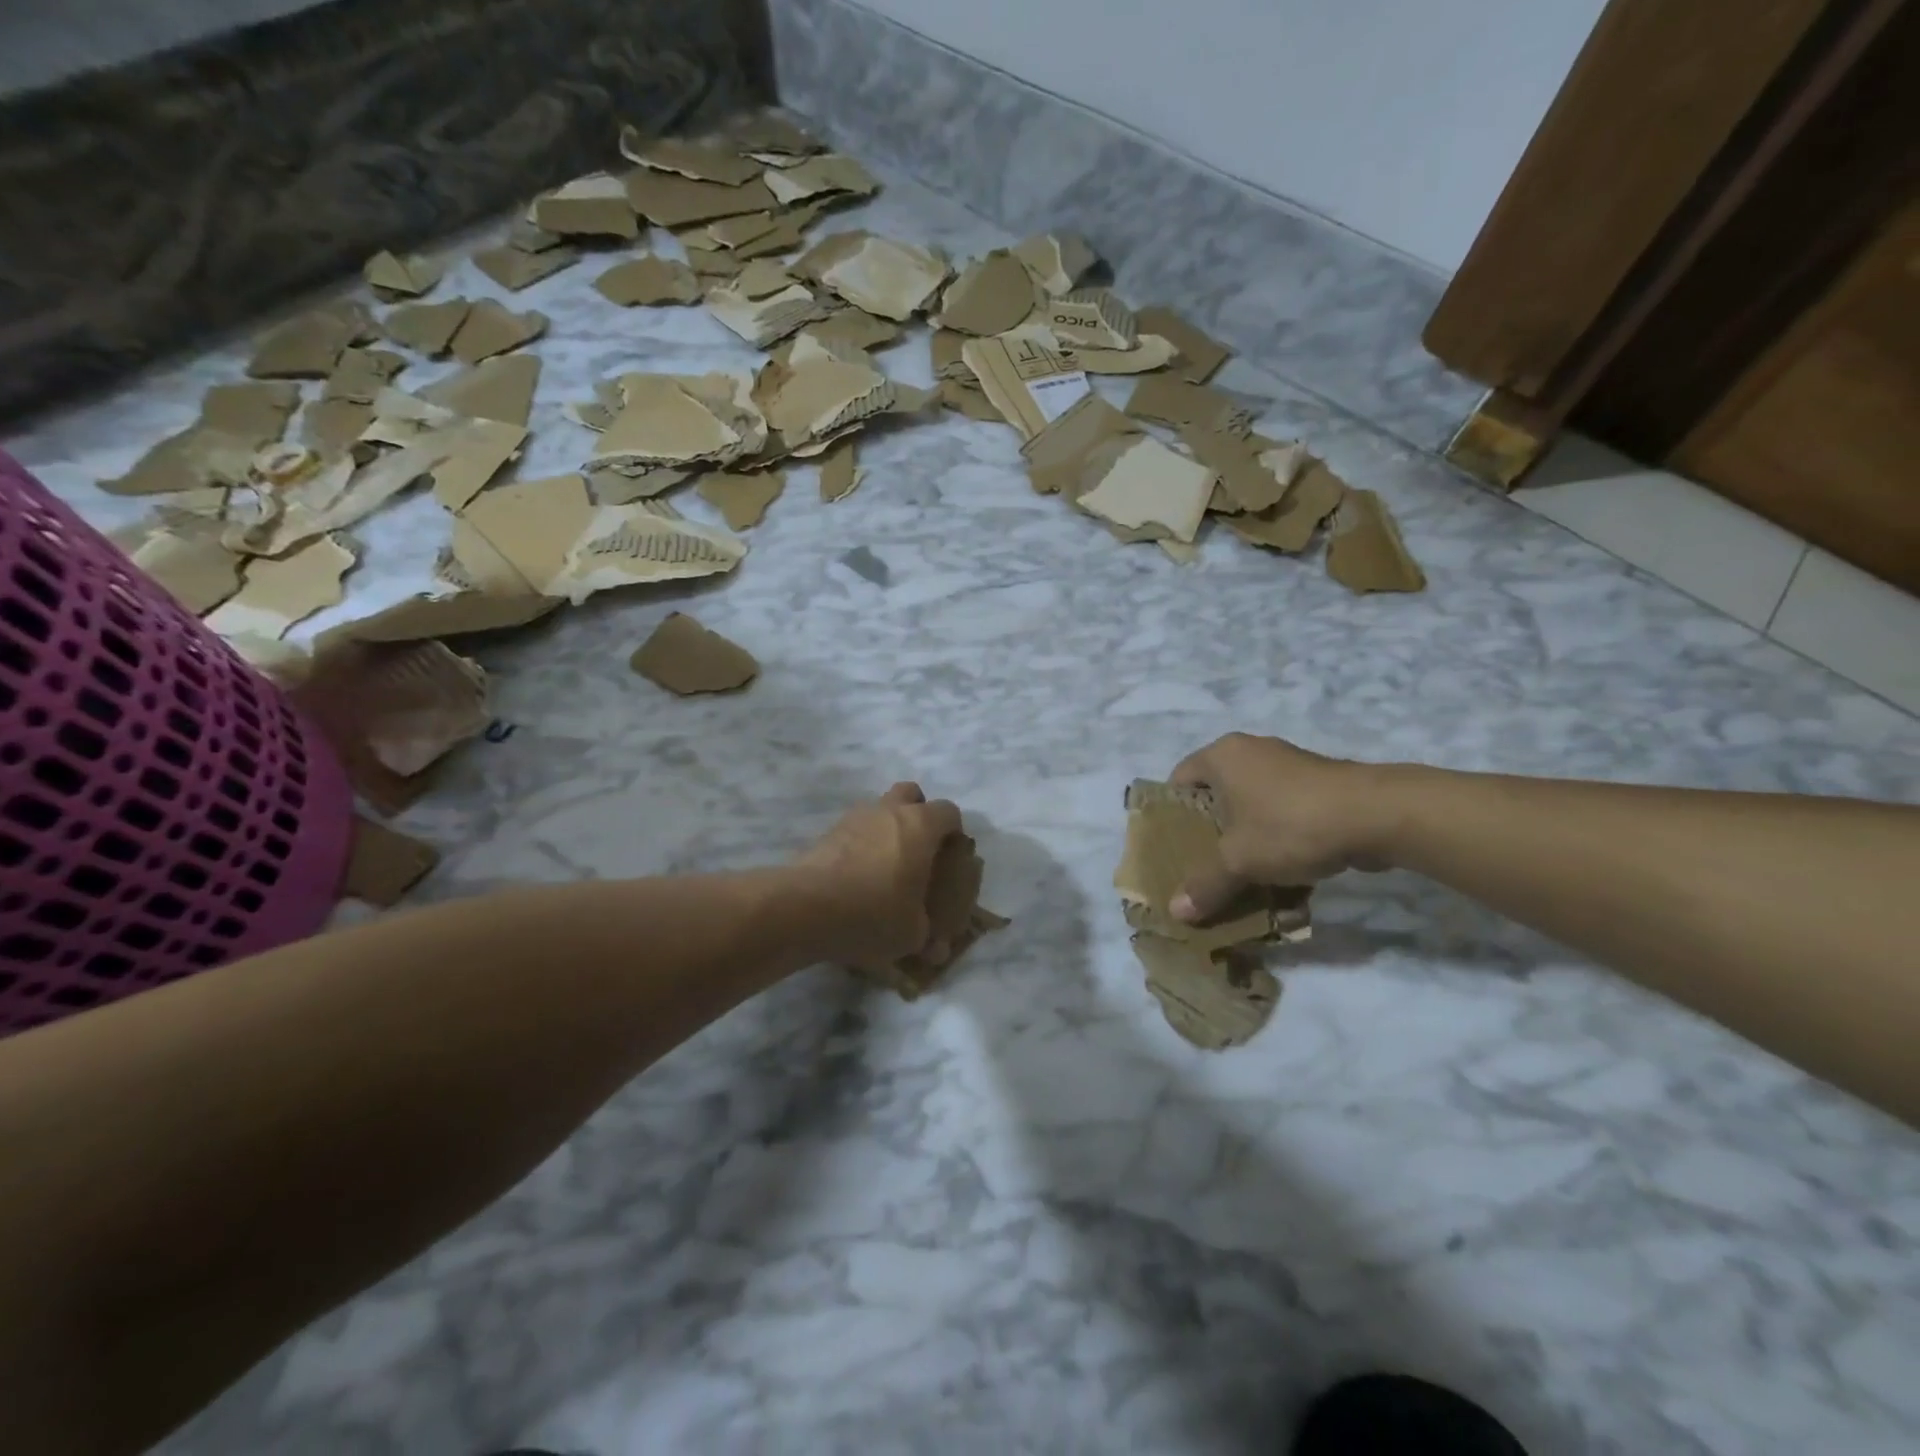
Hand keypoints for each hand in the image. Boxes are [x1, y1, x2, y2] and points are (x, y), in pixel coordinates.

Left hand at [794, 783, 964, 970]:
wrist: (805, 908)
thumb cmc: (874, 913)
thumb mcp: (911, 934)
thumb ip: (928, 935)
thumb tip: (937, 951)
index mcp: (920, 825)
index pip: (949, 812)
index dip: (953, 832)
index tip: (951, 857)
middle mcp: (889, 811)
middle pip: (910, 794)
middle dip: (917, 814)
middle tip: (918, 849)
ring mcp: (854, 818)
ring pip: (878, 810)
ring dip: (885, 830)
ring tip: (884, 868)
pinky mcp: (827, 833)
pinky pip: (853, 831)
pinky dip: (859, 846)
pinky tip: (855, 878)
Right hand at [1168, 734, 1396, 922]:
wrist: (1378, 815)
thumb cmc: (1290, 825)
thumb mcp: (1239, 861)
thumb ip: (1205, 885)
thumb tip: (1176, 913)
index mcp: (1222, 756)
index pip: (1178, 782)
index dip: (1170, 816)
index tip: (1172, 850)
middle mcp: (1251, 752)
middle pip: (1216, 798)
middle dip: (1211, 837)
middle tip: (1204, 870)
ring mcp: (1288, 767)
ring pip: (1252, 811)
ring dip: (1247, 846)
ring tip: (1243, 881)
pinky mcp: (1319, 786)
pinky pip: (1284, 816)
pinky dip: (1279, 844)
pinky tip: (1285, 881)